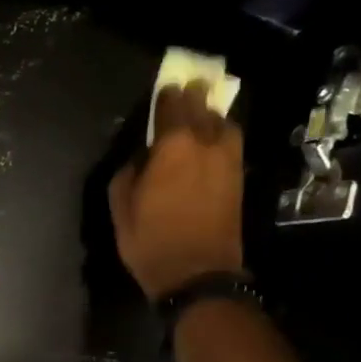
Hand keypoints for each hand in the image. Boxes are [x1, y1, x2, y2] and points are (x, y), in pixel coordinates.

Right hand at [109, 82, 246, 297]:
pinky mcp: (238, 179)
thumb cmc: (151, 241)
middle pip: (201, 109)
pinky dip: (222, 135)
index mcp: (173, 147)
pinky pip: (232, 144)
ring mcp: (227, 162)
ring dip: (212, 115)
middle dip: (193, 96)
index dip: (167, 95)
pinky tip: (214, 139)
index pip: (172, 107)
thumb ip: (129, 172)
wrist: (197, 274)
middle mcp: (205, 145)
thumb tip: (141, 158)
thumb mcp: (122, 207)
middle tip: (188, 86)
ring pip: (224, 124)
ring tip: (203, 113)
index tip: (165, 86)